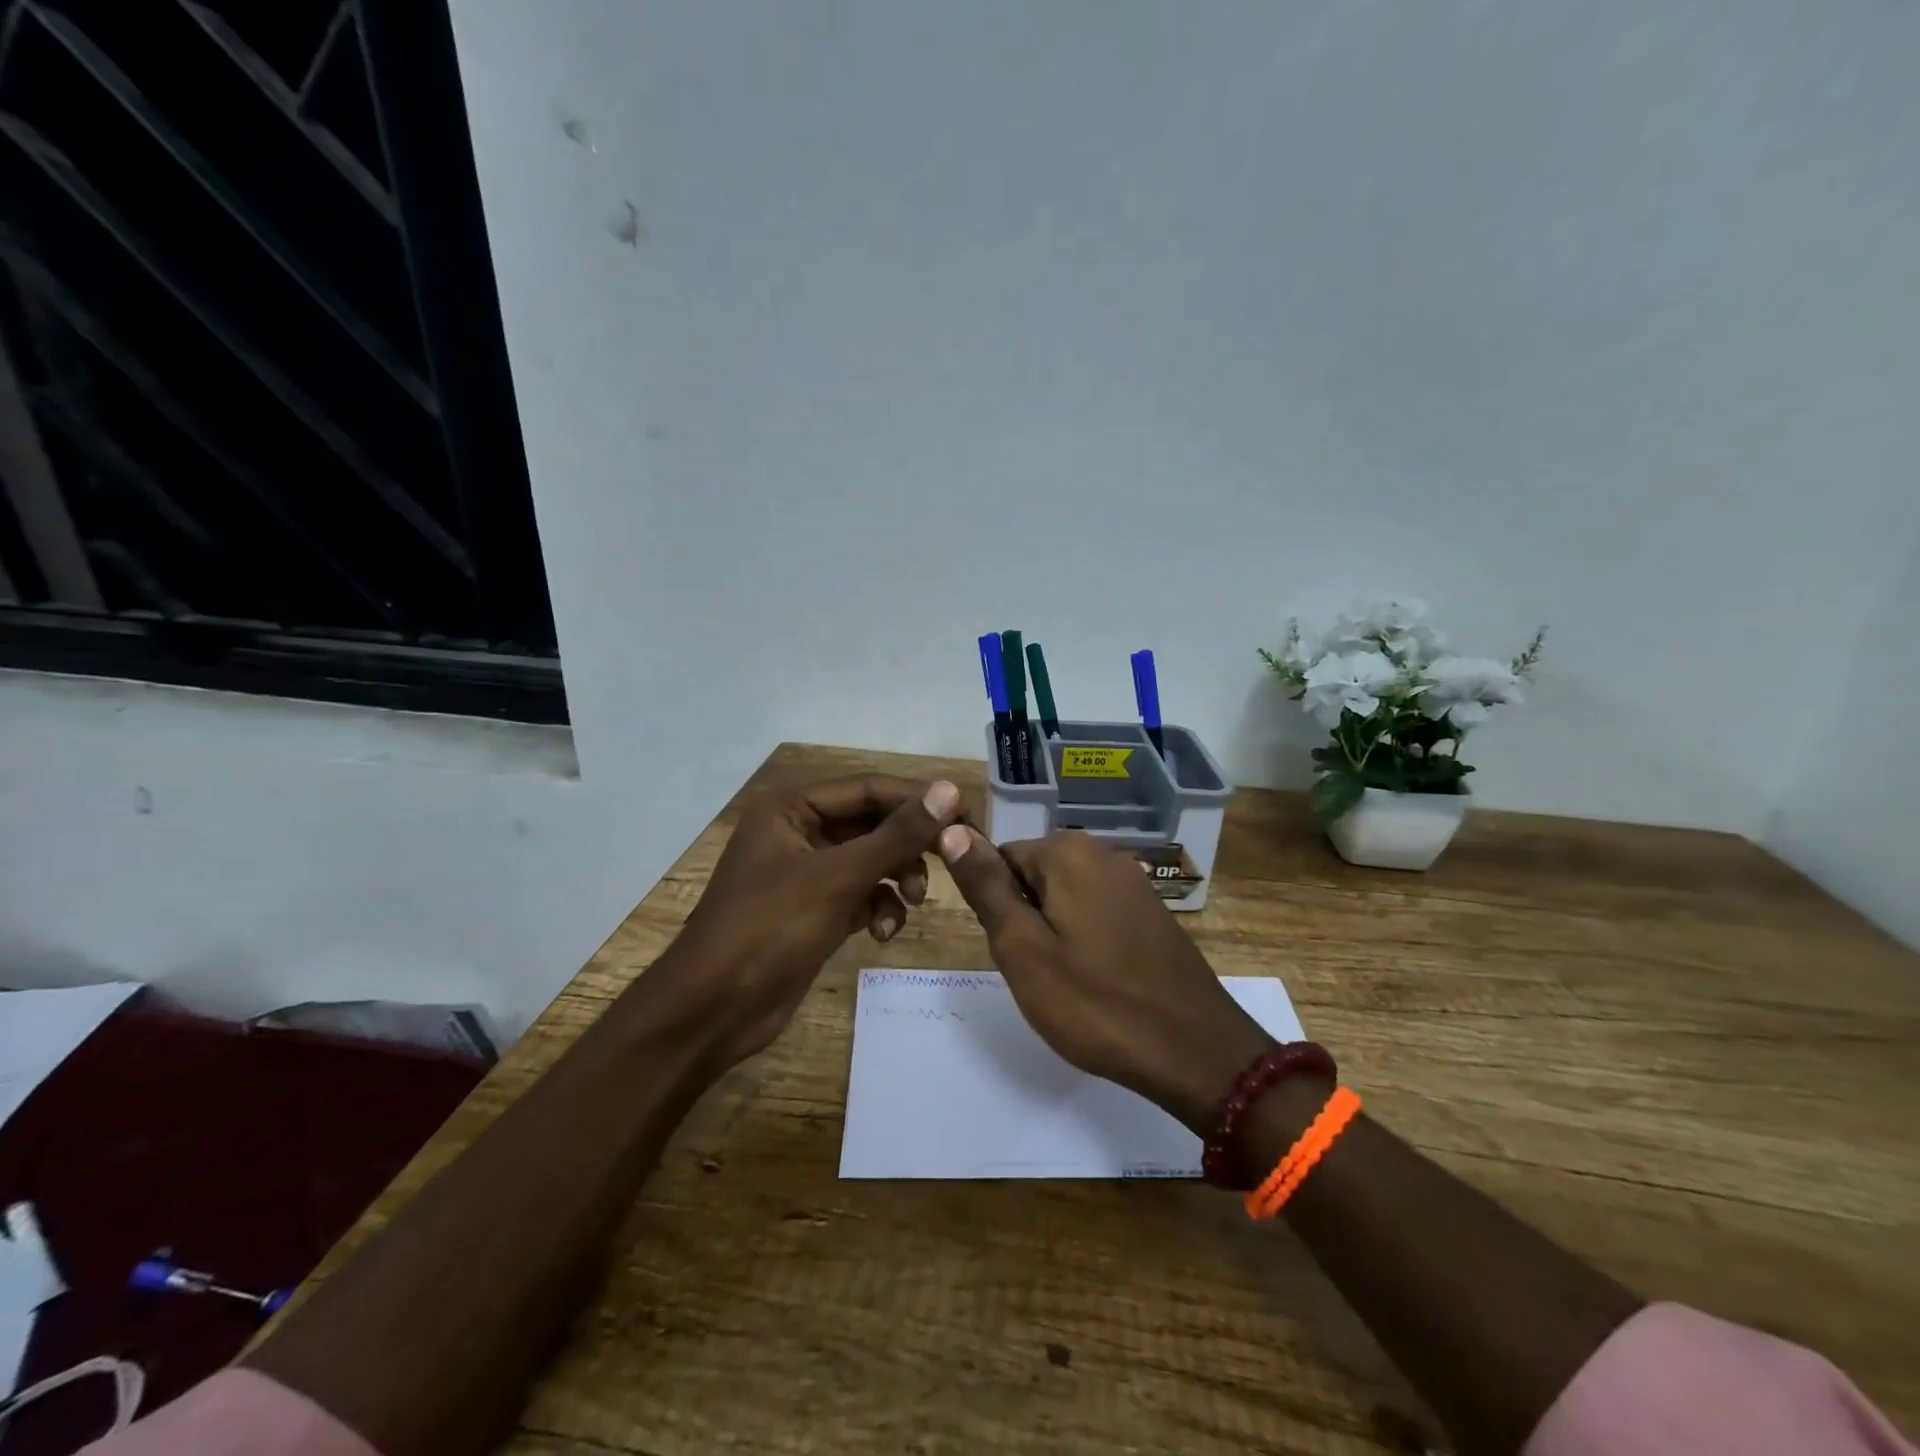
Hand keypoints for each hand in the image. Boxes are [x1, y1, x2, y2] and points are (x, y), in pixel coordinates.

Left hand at [653, 774, 961, 1068]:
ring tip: (914, 901)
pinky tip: (883, 932)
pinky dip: (880, 907)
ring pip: (872, 859)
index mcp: (792, 806)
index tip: (966, 813)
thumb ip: (896, 835)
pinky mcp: (816, 908)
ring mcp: (808, 871)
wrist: (714, 1012)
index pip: (868, 787)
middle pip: (873, 822)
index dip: (917, 798)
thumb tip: (948, 791)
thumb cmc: (769, 930)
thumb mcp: (837, 878)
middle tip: (952, 858)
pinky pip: (862, 892)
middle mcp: (800, 829)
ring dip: (898, 877)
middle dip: (908, 844)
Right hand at [937, 826, 1275, 1131]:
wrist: (1195, 1051)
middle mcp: (1103, 852)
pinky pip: (1097, 913)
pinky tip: (1097, 982)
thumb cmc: (1095, 1002)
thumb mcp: (1022, 948)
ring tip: (1066, 981)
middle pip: (1035, 875)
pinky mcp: (1151, 911)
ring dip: (1054, 933)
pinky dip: (1086, 941)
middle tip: (1036, 971)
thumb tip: (949, 827)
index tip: (1011, 951)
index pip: (1001, 858)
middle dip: (1025, 919)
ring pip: (1065, 898)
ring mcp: (1133, 881)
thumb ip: (986, 886)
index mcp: (1067, 852)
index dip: (996, 907)